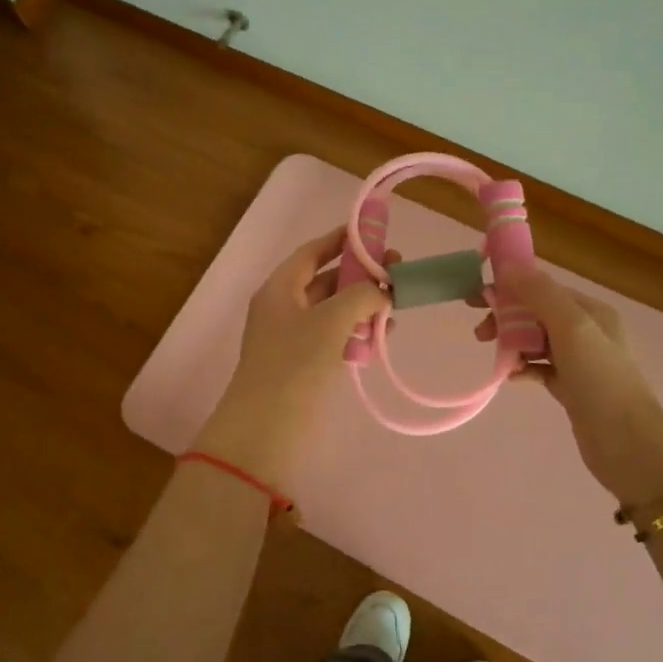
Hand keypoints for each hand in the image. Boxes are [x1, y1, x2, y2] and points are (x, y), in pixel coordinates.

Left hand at [196, 227, 385, 482]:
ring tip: (395, 306)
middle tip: (396, 274)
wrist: (265, 428)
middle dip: (360, 276)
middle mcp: (283, 307)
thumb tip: (381, 290)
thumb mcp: (331, 320)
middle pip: (325, 280)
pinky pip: (333, 337)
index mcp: (279, 288)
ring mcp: (292, 338)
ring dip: (362, 306)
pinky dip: (356, 332)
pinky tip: (381, 336)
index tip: (373, 233)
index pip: (311, 252)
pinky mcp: (303, 365)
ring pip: (332, 310)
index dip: (341, 240)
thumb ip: (361, 295)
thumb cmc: (295, 365)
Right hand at [479, 262, 662, 505]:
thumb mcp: (571, 328)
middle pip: (536, 313)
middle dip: (507, 317)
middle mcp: (586, 331)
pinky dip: (522, 368)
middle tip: (480, 333)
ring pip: (535, 340)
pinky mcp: (570, 388)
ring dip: (512, 343)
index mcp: (591, 311)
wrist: (628, 445)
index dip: (510, 288)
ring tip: (494, 356)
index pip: (544, 288)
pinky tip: (510, 377)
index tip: (477, 297)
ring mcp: (579, 361)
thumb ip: (540, 294)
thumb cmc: (601, 380)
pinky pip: (539, 368)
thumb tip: (508, 266)